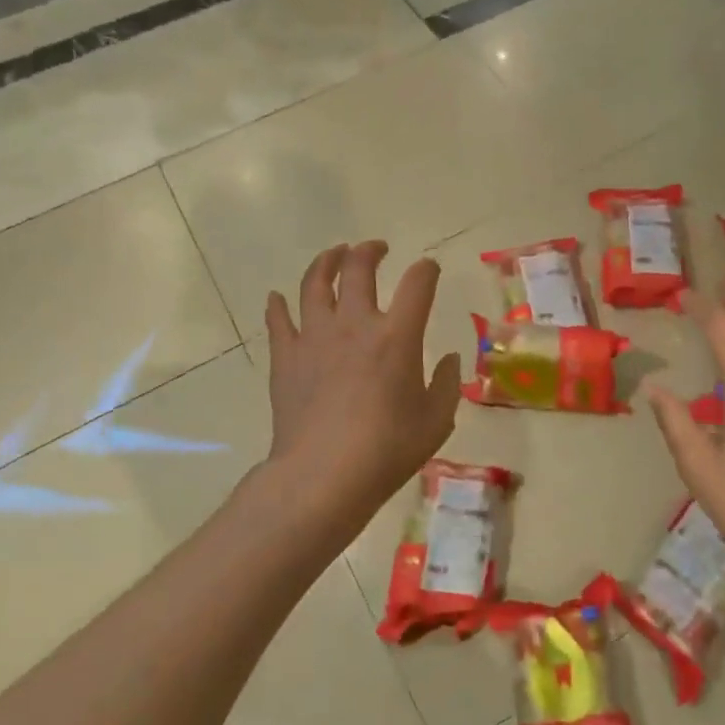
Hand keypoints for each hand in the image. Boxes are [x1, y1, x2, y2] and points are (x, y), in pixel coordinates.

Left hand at [257, 241, 461, 542]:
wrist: (323, 476)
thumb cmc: (388, 450)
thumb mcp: (436, 421)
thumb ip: (446, 384)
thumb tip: (448, 359)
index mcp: (397, 335)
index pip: (417, 284)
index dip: (427, 269)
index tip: (429, 269)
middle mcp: (355, 323)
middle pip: (359, 268)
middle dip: (370, 251)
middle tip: (376, 248)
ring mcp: (315, 337)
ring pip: (315, 283)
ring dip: (326, 262)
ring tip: (334, 255)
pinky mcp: (285, 357)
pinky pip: (278, 320)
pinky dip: (278, 305)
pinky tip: (277, 297)